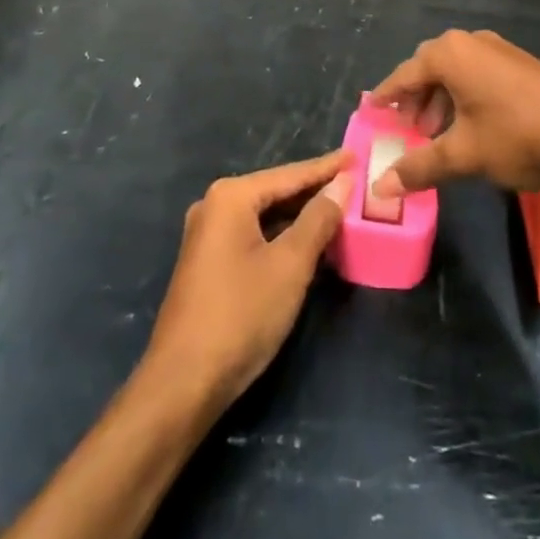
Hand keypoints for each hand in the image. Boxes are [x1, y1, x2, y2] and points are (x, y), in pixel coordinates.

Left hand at [145, 152, 351, 408]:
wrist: (183, 383)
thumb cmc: (241, 315)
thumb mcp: (290, 265)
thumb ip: (318, 220)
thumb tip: (341, 184)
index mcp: (231, 197)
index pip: (290, 175)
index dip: (327, 168)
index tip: (356, 155)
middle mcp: (215, 206)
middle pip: (275, 191)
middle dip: (314, 190)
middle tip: (354, 183)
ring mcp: (208, 235)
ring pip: (265, 215)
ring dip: (300, 215)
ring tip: (340, 208)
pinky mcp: (209, 262)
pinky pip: (254, 235)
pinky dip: (282, 235)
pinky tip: (308, 242)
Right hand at [370, 30, 539, 200]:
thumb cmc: (517, 135)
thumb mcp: (464, 155)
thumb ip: (419, 168)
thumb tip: (379, 189)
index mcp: (449, 54)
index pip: (403, 76)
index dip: (386, 97)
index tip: (371, 112)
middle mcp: (470, 42)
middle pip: (428, 69)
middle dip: (415, 100)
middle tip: (406, 131)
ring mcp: (498, 50)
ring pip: (456, 74)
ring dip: (440, 102)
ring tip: (438, 136)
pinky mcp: (520, 64)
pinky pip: (478, 76)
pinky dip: (465, 98)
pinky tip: (472, 128)